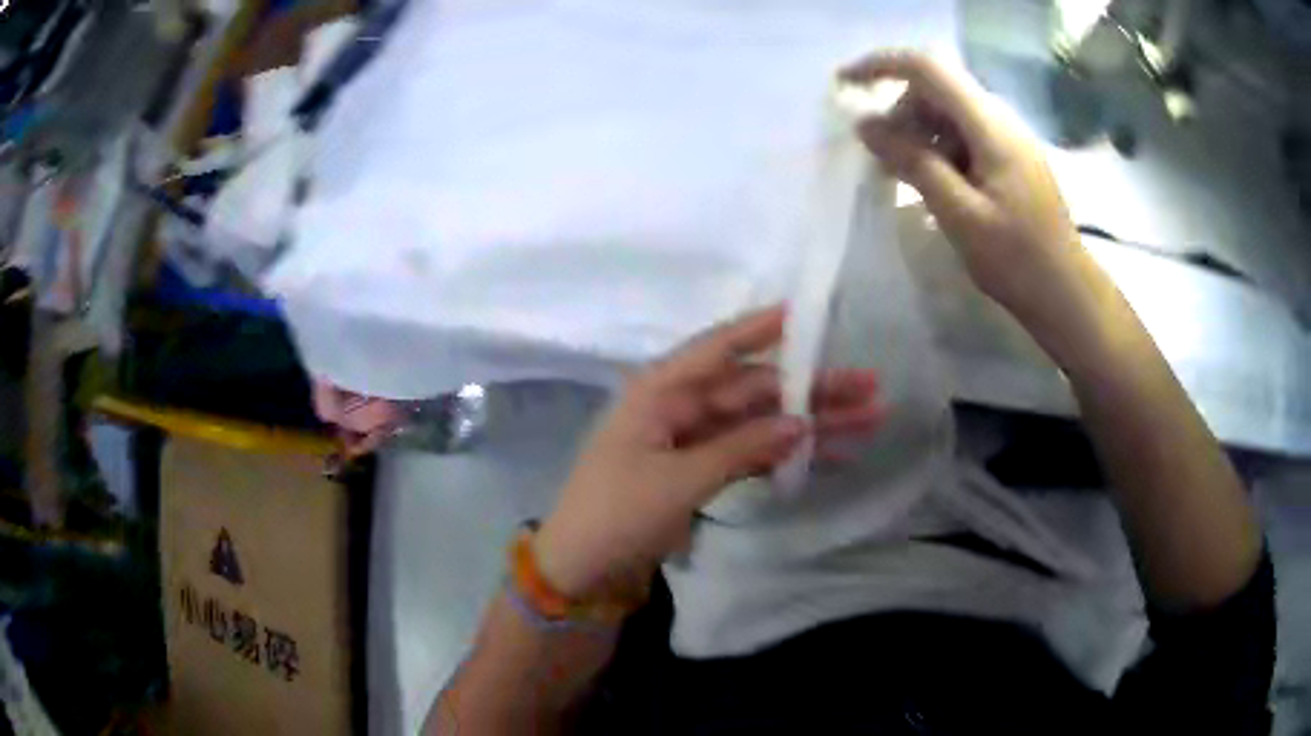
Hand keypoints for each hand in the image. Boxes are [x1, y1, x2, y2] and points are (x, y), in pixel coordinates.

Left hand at [534, 306, 883, 598]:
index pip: (718, 348)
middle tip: (870, 386)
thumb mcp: (679, 480)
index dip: (762, 328)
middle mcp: (679, 406)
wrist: (582, 569)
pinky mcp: (700, 472)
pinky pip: (750, 454)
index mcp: (660, 391)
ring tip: (868, 420)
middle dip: (810, 390)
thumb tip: (801, 423)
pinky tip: (828, 456)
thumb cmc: (618, 514)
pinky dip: (786, 456)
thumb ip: (742, 447)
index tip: (807, 313)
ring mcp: (692, 441)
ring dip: (809, 424)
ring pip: (760, 423)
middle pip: (754, 389)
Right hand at [842, 52, 1099, 355]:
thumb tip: (865, 125)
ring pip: (949, 112)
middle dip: (901, 111)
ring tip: (907, 178)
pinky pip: (965, 135)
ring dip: (919, 133)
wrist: (1066, 293)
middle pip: (937, 88)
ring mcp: (1008, 137)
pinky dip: (940, 149)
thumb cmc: (1017, 259)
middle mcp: (1000, 118)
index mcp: (990, 125)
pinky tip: (936, 184)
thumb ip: (913, 163)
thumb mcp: (959, 214)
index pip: (928, 68)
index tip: (845, 84)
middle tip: (884, 158)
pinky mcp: (1011, 157)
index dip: (881, 65)